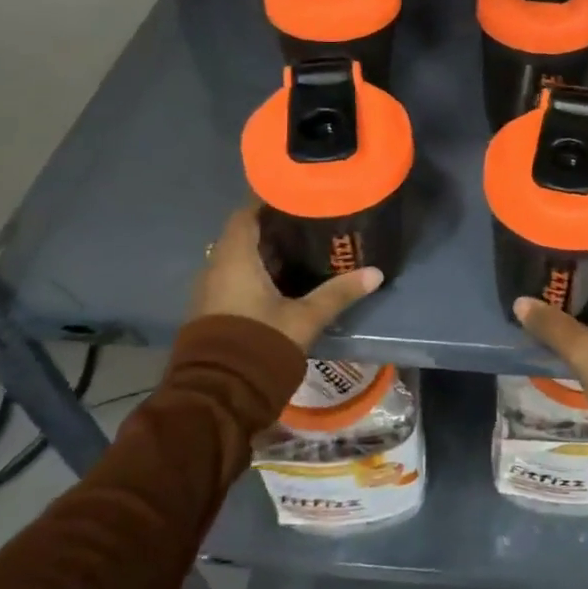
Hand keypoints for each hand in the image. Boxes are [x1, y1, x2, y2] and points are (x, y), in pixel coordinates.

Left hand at [192, 201, 382, 352]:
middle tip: (308, 219)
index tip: (296, 193)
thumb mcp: (305, 317)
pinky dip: (256, 271)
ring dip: (265, 251)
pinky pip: (235, 277)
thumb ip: (338, 293)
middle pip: (244, 234)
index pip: (246, 213)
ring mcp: (211, 290)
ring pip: (239, 257)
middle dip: (273, 226)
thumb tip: (376, 273)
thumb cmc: (260, 343)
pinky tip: (284, 278)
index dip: (268, 200)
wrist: (218, 395)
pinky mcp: (213, 310)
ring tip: (302, 246)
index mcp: (235, 258)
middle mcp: (217, 267)